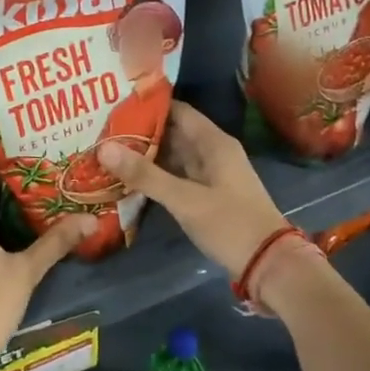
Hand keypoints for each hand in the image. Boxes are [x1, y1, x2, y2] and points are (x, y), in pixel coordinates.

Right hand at [98, 101, 288, 276]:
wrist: (268, 264)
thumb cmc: (230, 224)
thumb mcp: (185, 199)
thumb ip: (145, 174)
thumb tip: (104, 147)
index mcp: (213, 143)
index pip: (177, 111)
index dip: (147, 106)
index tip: (113, 106)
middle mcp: (212, 152)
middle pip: (172, 132)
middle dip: (140, 132)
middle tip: (101, 130)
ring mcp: (210, 175)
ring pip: (173, 156)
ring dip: (145, 155)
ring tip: (107, 151)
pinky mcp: (207, 195)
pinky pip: (176, 176)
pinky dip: (155, 175)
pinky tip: (128, 179)